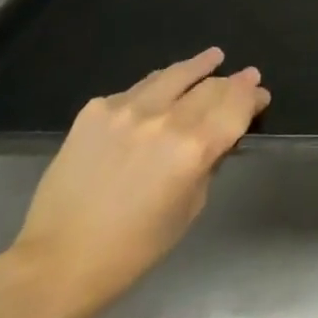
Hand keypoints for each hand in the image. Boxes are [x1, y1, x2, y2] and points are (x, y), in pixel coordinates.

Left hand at [3, 48, 269, 317]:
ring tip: (213, 57)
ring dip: (199, 66)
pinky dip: (157, 86)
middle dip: (233, 82)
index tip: (260, 94)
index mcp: (194, 148)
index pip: (236, 106)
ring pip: (174, 75)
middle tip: (245, 76)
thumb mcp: (190, 207)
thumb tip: (221, 135)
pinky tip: (162, 87)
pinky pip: (138, 88)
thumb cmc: (134, 247)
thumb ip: (209, 163)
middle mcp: (165, 119)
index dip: (252, 96)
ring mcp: (127, 109)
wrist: (58, 260)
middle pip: (210, 86)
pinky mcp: (97, 109)